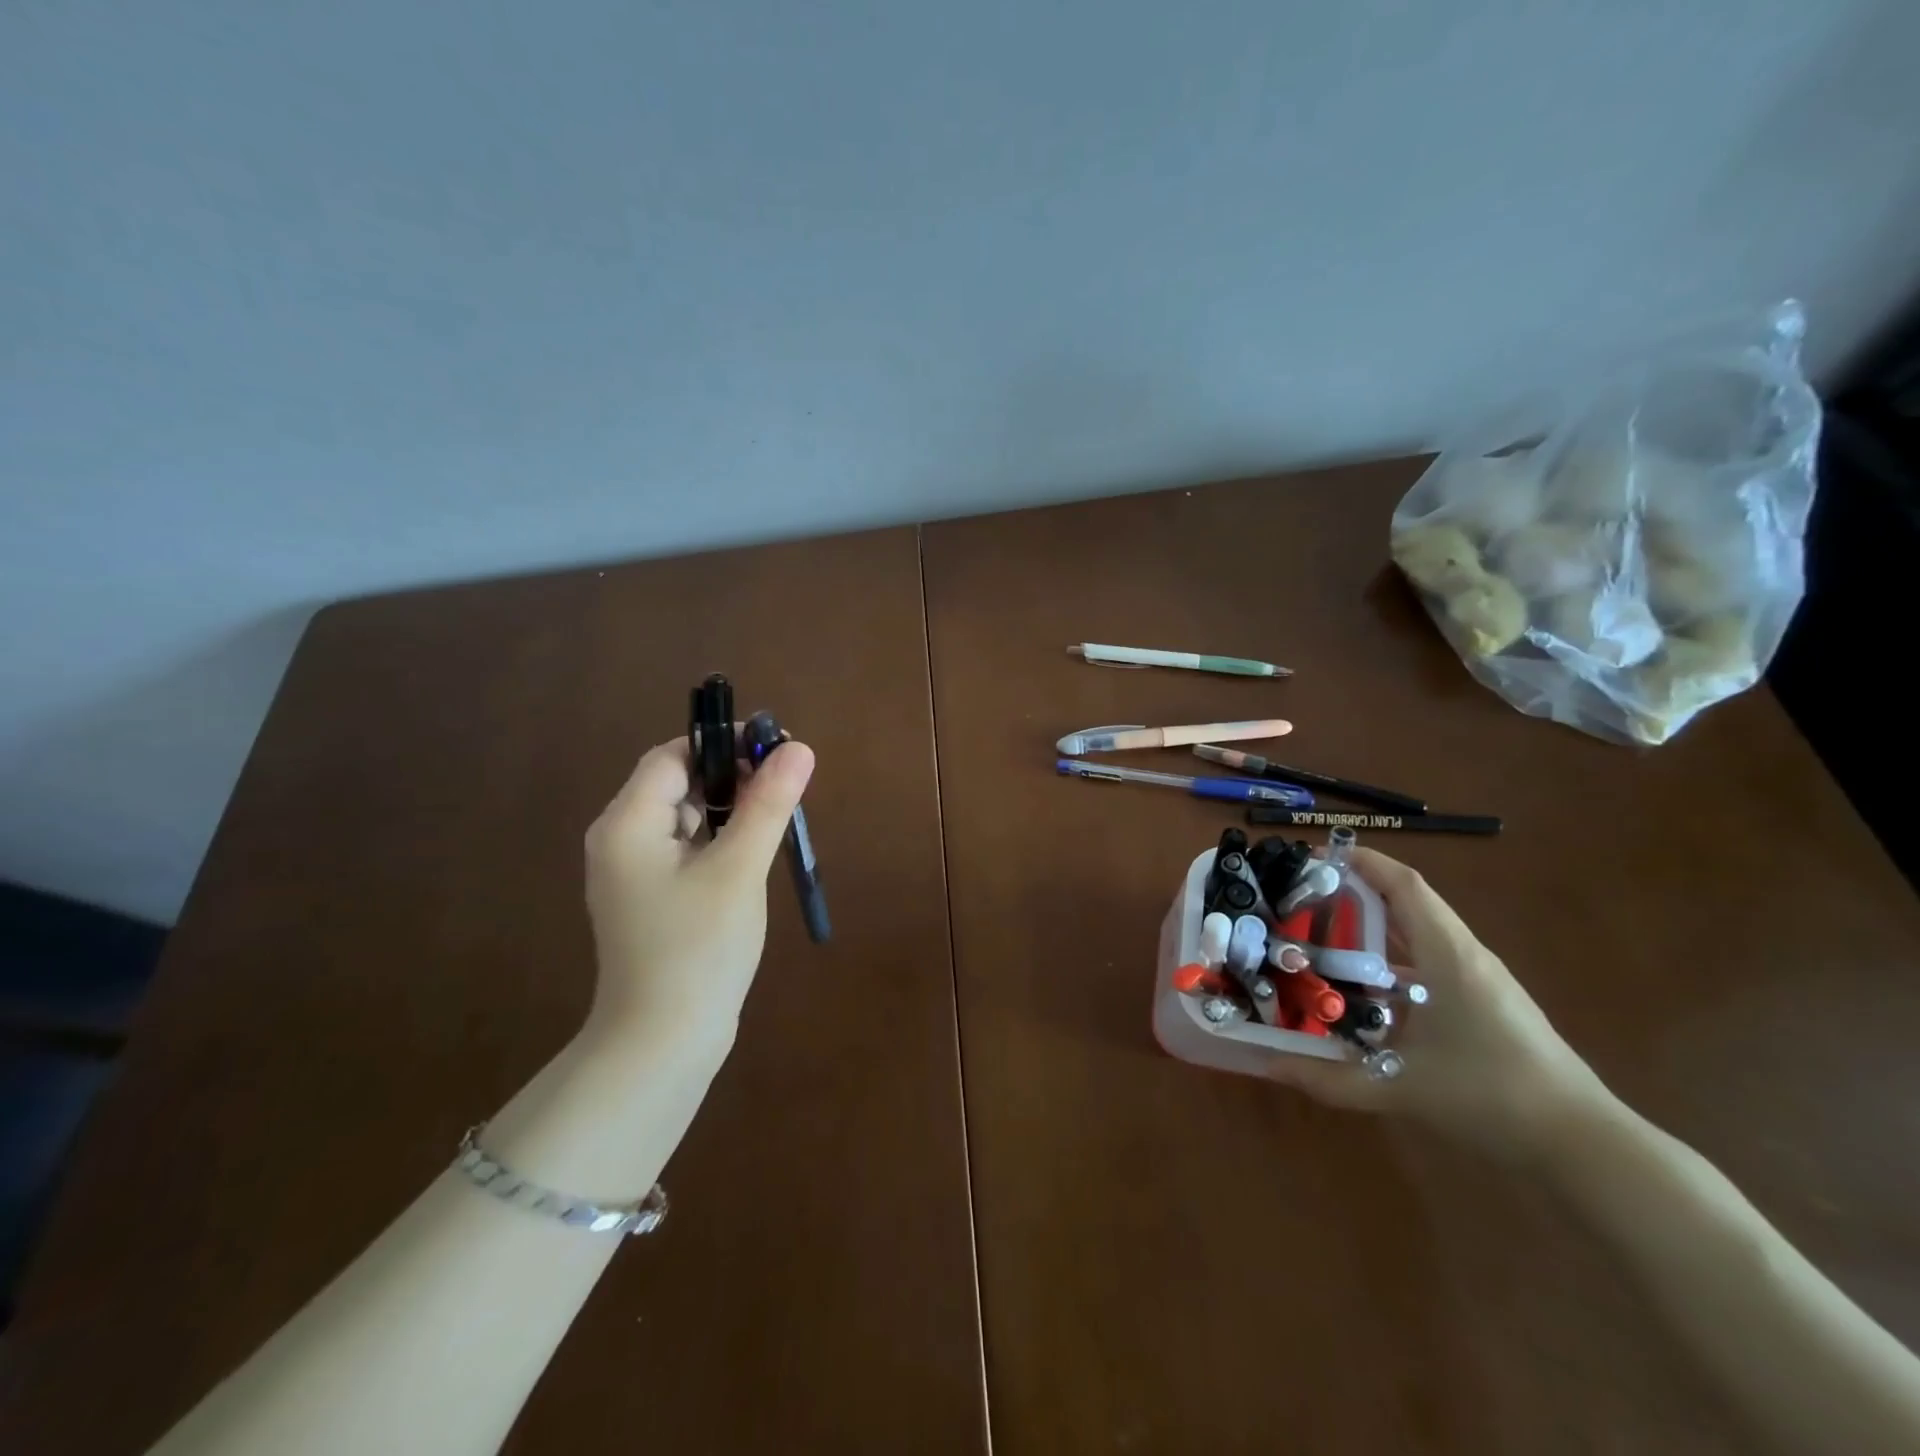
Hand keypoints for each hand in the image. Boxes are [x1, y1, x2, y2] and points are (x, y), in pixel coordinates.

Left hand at [581, 733, 815, 1062]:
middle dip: (730, 775)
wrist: (662, 1043)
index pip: (672, 756)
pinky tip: (750, 854)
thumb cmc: (698, 948)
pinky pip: (684, 848)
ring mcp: (632, 873)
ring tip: (775, 816)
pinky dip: (718, 839)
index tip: (773, 748)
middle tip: (783, 784)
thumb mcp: (739, 869)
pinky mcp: (649, 899)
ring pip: (684, 816)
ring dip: (728, 808)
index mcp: (627, 824)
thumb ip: (767, 803)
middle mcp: (620, 840)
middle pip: (676, 783)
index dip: (722, 744)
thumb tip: (798, 748)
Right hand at [1261, 847, 1612, 1161]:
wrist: (1584, 1145)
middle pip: (1406, 905)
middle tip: (1301, 902)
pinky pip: (1428, 965)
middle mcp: (1463, 956)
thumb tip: (1266, 1065)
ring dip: (1372, 931)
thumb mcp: (1399, 1087)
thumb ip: (1327, 1078)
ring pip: (1418, 937)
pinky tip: (1363, 991)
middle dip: (1353, 895)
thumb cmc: (1491, 1097)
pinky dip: (1391, 964)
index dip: (1361, 862)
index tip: (1313, 856)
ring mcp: (1478, 981)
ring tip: (1320, 939)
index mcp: (1448, 956)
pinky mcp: (1485, 1005)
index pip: (1404, 886)